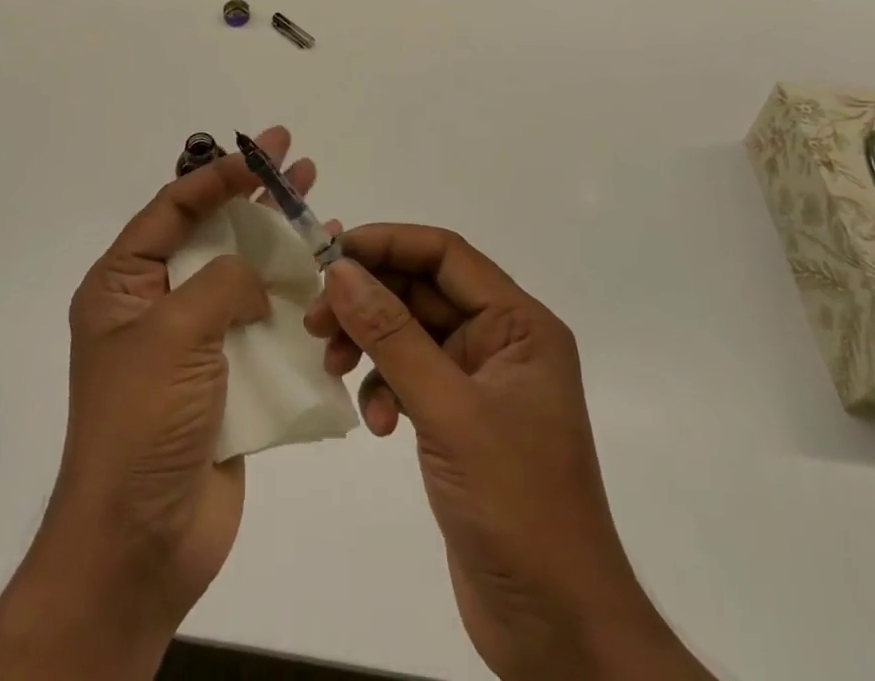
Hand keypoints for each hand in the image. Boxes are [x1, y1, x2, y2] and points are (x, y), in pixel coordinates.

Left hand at [0, 127, 319, 680]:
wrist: (143, 542)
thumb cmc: (143, 422)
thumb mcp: (174, 332)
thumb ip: (221, 283)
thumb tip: (252, 282)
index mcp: (123, 284)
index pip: (173, 208)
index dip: (218, 175)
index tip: (261, 152)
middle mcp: (155, 302)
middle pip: (211, 231)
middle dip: (253, 194)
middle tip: (295, 157)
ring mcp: (191, 340)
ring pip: (241, 273)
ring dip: (278, 240)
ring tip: (318, 202)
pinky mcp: (224, 375)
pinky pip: (259, 321)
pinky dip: (288, 296)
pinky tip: (323, 274)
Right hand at [306, 226, 712, 680]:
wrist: (558, 632)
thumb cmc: (517, 507)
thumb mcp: (449, 412)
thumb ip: (392, 336)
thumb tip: (339, 270)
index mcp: (519, 324)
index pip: (445, 254)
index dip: (387, 243)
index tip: (331, 253)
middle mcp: (502, 341)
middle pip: (421, 291)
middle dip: (367, 300)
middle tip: (316, 320)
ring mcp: (479, 381)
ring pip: (409, 333)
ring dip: (369, 345)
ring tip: (335, 369)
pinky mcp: (460, 420)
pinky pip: (410, 377)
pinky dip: (384, 388)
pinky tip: (376, 423)